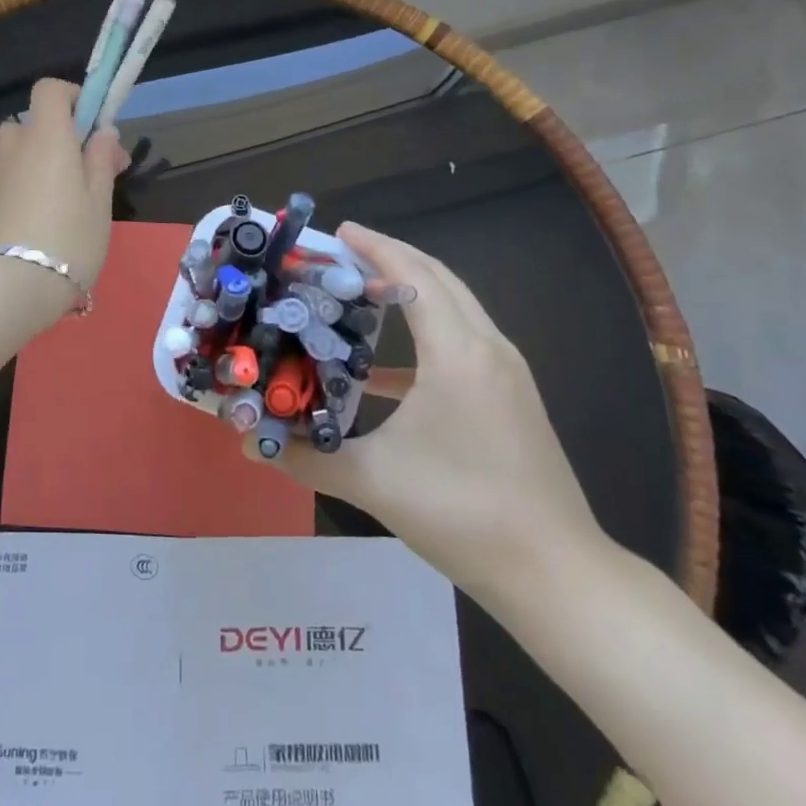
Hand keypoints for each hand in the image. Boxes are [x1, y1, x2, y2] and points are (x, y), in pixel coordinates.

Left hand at [0, 78, 131, 317]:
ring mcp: (1, 178)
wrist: (11, 288)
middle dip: (64, 135)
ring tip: (80, 195)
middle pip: (34, 123)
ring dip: (50, 162)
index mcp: (47, 137)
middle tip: (94, 166)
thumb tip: (103, 131)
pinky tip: (60, 218)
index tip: (96, 123)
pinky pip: (19, 179)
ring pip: (26, 153)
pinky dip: (38, 185)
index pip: (48, 90)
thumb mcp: (99, 199)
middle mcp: (18, 149)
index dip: (73, 96)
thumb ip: (101, 160)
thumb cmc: (68, 237)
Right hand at [249, 222, 607, 607]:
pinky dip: (423, 336)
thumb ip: (306, 457)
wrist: (555, 574)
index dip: (375, 247)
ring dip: (411, 290)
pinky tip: (380, 372)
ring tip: (360, 290)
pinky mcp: (510, 396)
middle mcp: (487, 348)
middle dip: (391, 256)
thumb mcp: (373, 481)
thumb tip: (250, 445)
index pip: (415, 275)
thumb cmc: (462, 513)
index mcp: (457, 353)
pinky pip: (462, 343)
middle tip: (341, 252)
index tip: (337, 231)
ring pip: (455, 307)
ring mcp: (505, 372)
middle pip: (439, 278)